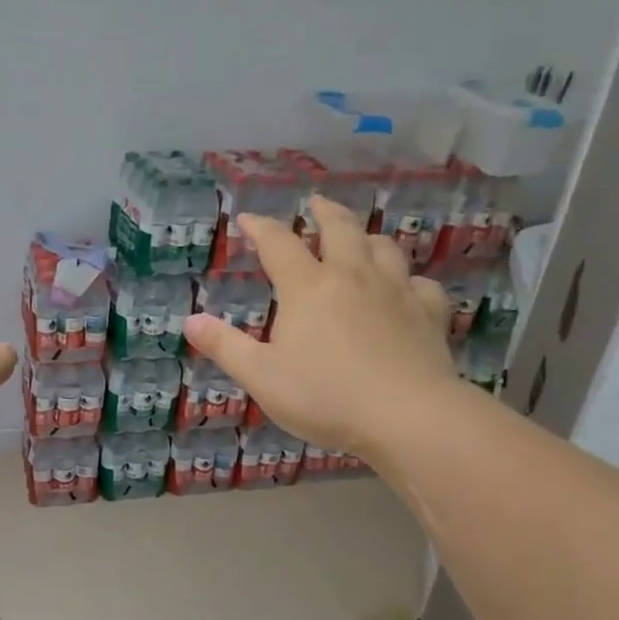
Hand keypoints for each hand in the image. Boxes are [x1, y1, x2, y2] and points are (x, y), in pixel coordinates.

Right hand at [183, 196, 456, 453]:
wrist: (407, 416)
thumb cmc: (325, 396)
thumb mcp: (261, 376)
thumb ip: (225, 346)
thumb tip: (189, 321)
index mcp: (308, 288)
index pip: (279, 244)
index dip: (261, 228)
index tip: (248, 219)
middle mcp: (353, 276)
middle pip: (340, 228)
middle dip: (325, 212)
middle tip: (316, 203)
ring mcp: (396, 292)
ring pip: (384, 248)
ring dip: (368, 237)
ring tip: (360, 239)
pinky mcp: (429, 314)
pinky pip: (421, 284)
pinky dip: (410, 280)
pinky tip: (407, 289)